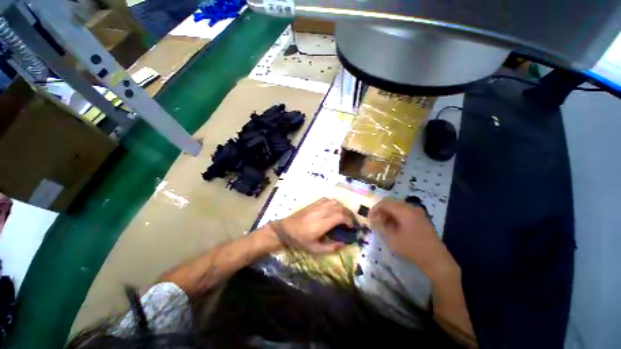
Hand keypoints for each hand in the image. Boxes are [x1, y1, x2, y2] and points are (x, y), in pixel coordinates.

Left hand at [270, 198, 355, 253]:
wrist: (285, 229)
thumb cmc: (299, 240)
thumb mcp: (315, 249)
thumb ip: (331, 247)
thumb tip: (344, 243)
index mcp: (321, 223)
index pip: (341, 216)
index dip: (350, 221)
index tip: (352, 228)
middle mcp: (321, 212)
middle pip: (340, 208)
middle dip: (349, 214)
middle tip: (352, 223)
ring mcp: (317, 206)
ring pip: (335, 202)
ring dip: (343, 208)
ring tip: (345, 216)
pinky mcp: (314, 203)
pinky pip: (328, 199)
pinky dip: (335, 203)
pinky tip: (335, 209)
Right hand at [369, 199, 458, 280]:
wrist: (436, 260)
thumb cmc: (412, 248)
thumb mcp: (392, 238)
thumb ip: (380, 226)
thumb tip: (372, 219)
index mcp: (404, 210)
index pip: (385, 203)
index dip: (375, 209)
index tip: (369, 218)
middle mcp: (411, 208)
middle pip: (391, 204)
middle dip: (381, 212)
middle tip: (375, 223)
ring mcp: (417, 213)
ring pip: (397, 209)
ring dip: (388, 215)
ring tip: (383, 226)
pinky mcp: (420, 219)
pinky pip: (404, 213)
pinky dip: (396, 218)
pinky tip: (393, 228)